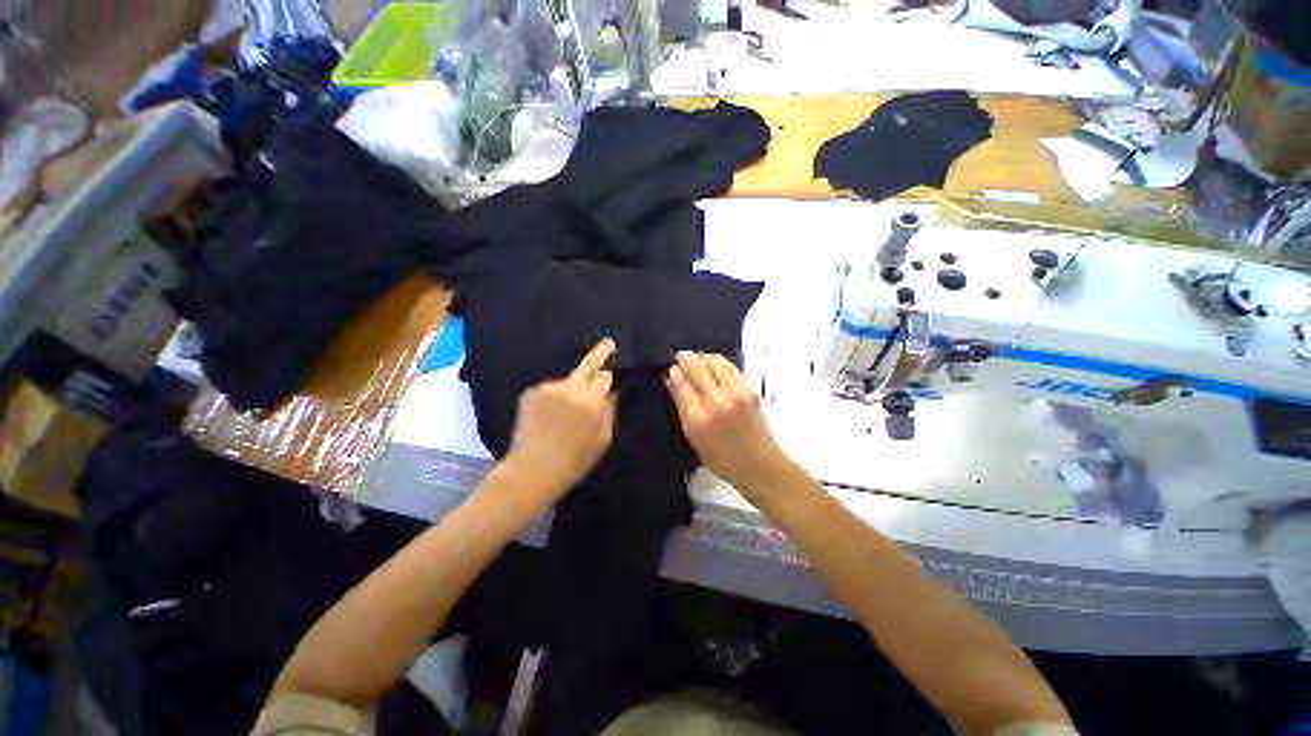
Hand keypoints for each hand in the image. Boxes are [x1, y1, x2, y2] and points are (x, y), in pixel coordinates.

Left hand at [504, 338, 616, 501]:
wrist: (533, 469)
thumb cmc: (575, 460)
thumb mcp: (602, 439)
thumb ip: (609, 411)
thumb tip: (612, 391)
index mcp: (592, 401)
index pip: (605, 376)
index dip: (609, 373)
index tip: (614, 361)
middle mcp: (571, 388)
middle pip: (588, 365)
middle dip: (600, 353)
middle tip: (608, 343)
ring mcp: (549, 388)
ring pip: (567, 382)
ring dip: (571, 389)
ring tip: (564, 412)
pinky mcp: (531, 392)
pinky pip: (549, 389)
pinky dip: (552, 397)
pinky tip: (548, 415)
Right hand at [665, 351, 792, 498]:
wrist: (758, 463)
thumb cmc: (721, 458)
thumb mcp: (693, 438)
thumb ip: (681, 407)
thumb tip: (671, 380)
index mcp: (698, 419)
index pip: (681, 385)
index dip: (674, 373)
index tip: (671, 369)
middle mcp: (716, 402)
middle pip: (696, 368)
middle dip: (685, 359)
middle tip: (680, 356)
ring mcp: (735, 393)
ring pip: (713, 362)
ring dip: (701, 356)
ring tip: (695, 358)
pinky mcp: (748, 389)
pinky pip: (729, 366)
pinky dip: (718, 360)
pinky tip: (712, 362)